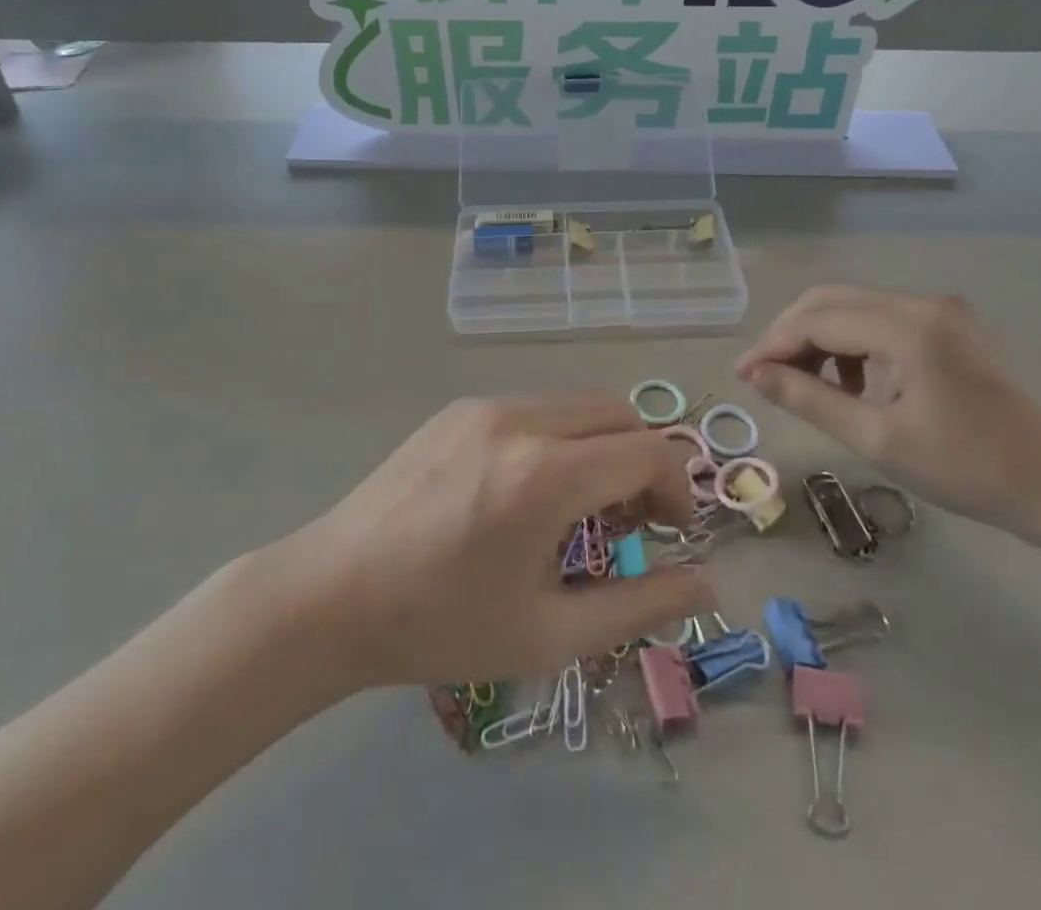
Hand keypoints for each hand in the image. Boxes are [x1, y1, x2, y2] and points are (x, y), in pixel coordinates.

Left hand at [304, 395, 714, 687]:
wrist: (332, 594)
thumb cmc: (442, 626)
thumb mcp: (549, 634)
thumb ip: (639, 606)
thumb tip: (708, 585)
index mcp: (546, 475)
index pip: (648, 451)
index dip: (677, 488)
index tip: (672, 532)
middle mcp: (522, 420)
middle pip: (620, 413)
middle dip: (644, 459)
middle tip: (633, 519)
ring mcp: (487, 406)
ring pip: (578, 405)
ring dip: (602, 445)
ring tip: (582, 507)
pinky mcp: (461, 408)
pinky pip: (536, 408)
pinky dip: (561, 437)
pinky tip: (532, 489)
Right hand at [736, 285, 1040, 543]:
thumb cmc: (969, 470)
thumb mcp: (877, 439)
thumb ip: (809, 399)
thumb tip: (754, 374)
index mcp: (906, 327)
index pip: (816, 320)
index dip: (772, 345)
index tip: (741, 376)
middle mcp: (920, 303)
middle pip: (831, 300)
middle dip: (790, 335)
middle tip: (765, 377)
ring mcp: (938, 310)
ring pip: (853, 307)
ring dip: (819, 338)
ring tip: (807, 386)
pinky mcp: (948, 325)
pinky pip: (880, 319)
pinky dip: (852, 343)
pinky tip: (853, 383)